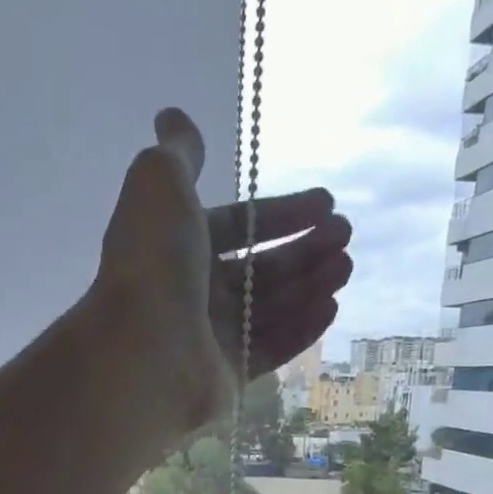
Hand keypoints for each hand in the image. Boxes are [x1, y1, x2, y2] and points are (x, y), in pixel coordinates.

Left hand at [89, 108, 352, 443]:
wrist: (145, 350)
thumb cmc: (155, 263)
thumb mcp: (160, 184)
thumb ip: (177, 153)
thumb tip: (173, 117)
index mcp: (177, 247)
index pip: (237, 226)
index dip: (281, 213)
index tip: (326, 202)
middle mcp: (194, 292)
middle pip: (259, 268)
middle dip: (305, 250)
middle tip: (345, 236)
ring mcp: (212, 337)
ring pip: (270, 307)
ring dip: (311, 284)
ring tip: (346, 266)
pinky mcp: (229, 376)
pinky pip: (271, 347)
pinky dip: (302, 327)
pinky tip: (331, 306)